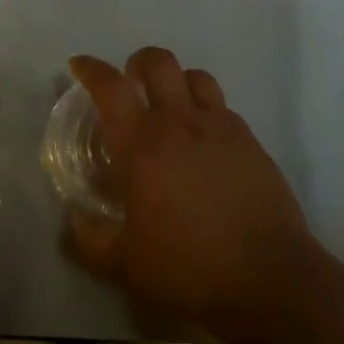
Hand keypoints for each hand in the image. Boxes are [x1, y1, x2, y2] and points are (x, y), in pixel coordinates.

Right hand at [68, 49, 319, 339]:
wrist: (271, 282)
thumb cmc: (190, 270)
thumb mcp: (127, 267)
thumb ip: (91, 242)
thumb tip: (72, 222)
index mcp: (142, 144)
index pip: (110, 87)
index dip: (91, 69)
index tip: (79, 65)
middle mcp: (179, 122)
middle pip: (158, 61)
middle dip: (139, 63)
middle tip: (132, 84)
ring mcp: (220, 127)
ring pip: (195, 76)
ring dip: (177, 82)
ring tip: (172, 106)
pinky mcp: (251, 142)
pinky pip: (224, 108)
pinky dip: (208, 112)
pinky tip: (207, 142)